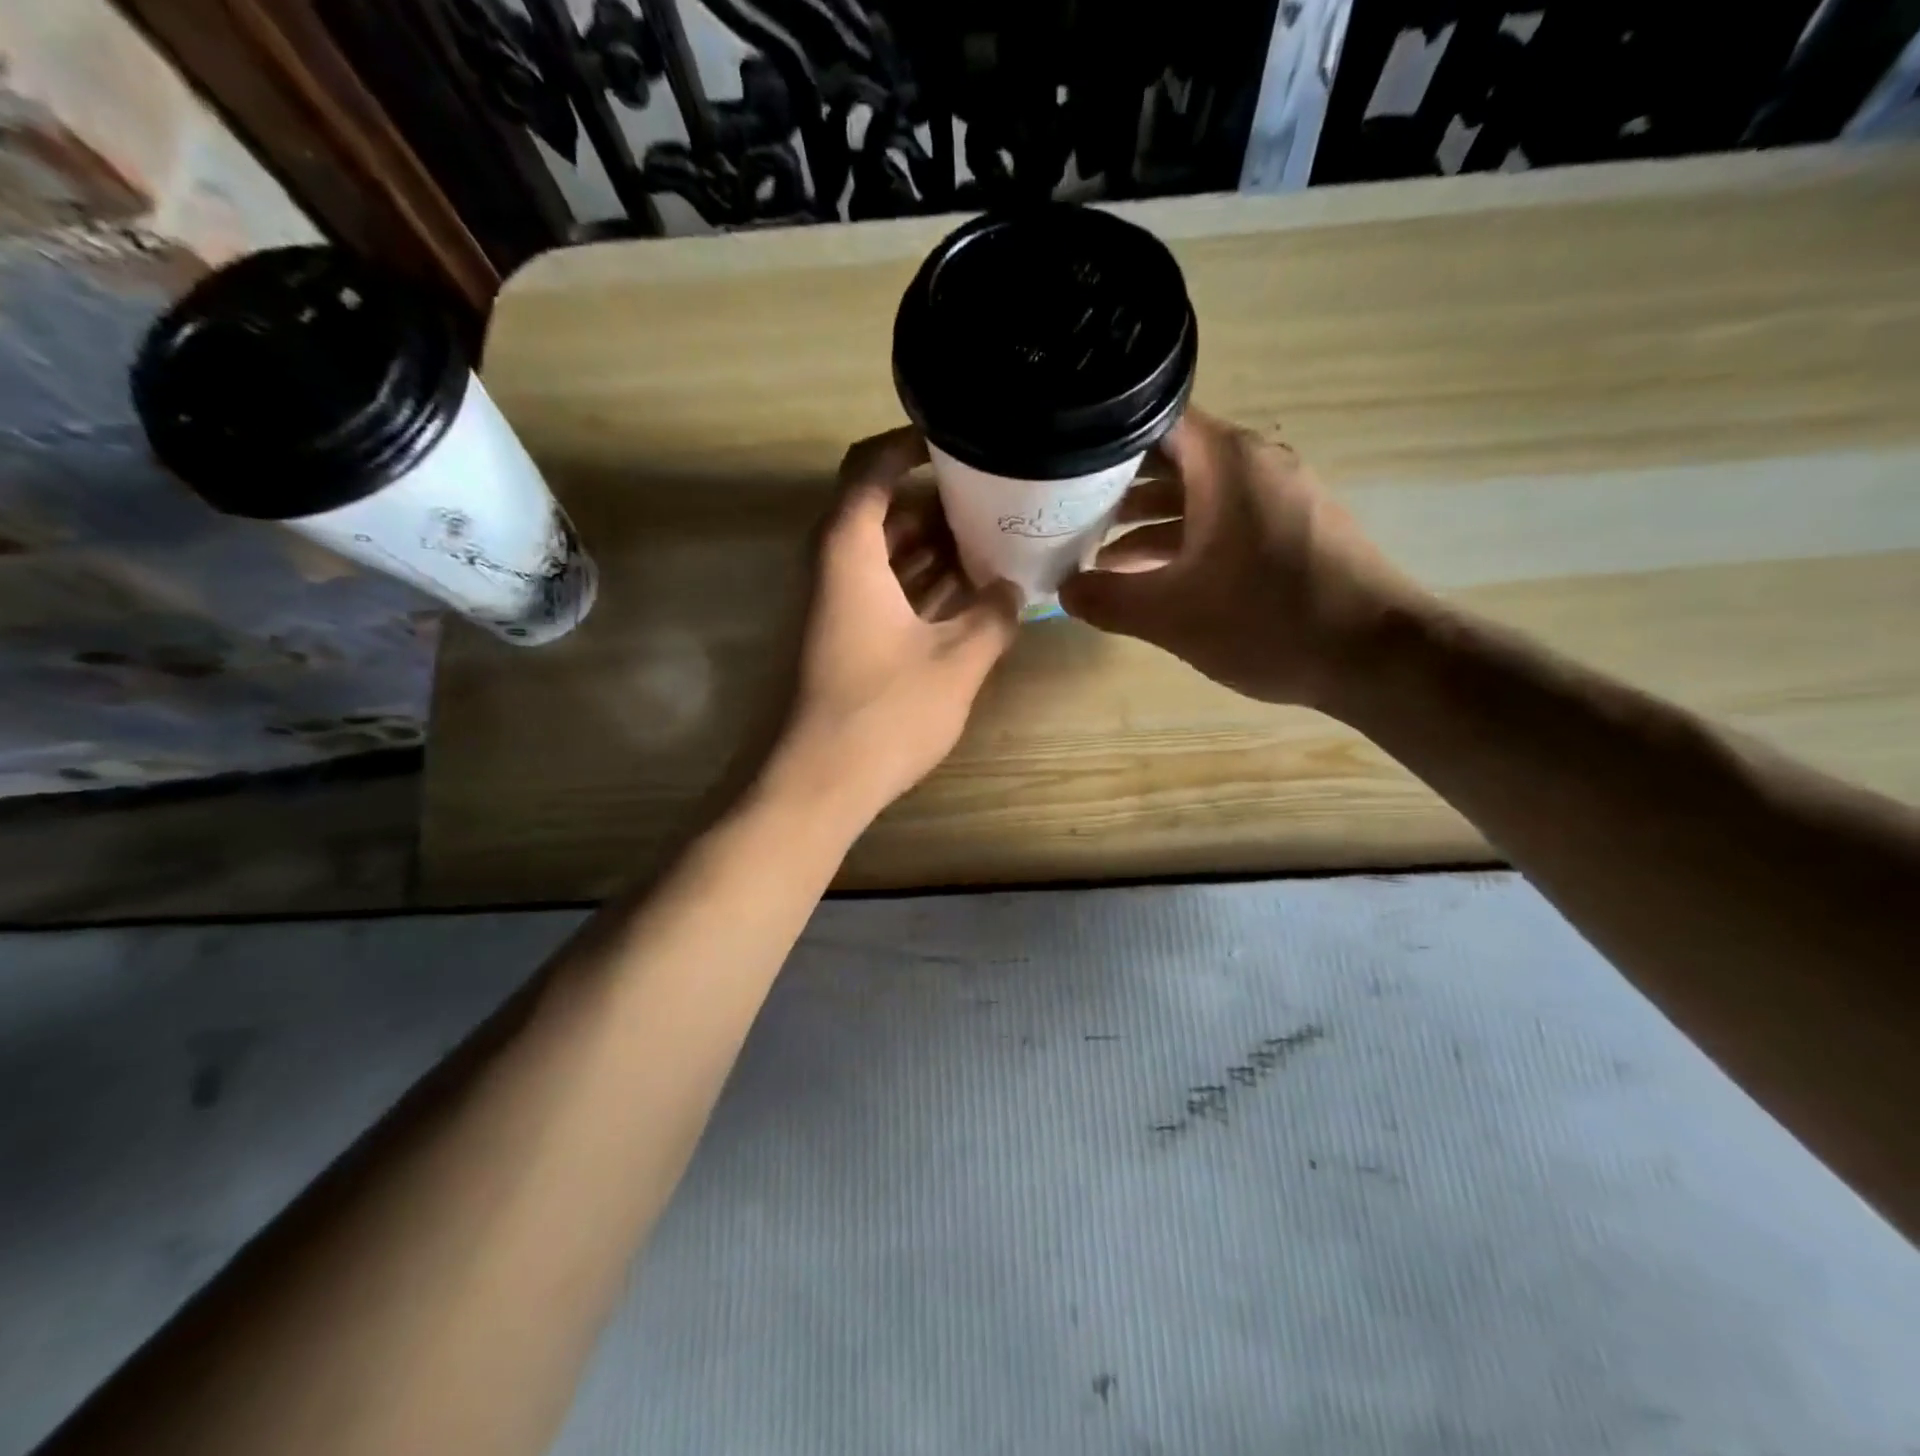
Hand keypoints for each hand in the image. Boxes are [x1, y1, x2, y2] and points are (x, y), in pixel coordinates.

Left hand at [767, 427, 1020, 827]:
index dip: (910, 444)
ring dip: (934, 545)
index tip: (959, 439)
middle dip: (937, 499)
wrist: (819, 782)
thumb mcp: (957, 661)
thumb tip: (1012, 590)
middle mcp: (835, 567)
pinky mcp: (844, 638)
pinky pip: (885, 590)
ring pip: (886, 553)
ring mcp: (837, 605)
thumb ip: (993, 617)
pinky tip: (969, 592)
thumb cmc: (885, 713)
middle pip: (881, 509)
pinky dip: (922, 584)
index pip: (870, 468)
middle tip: (994, 494)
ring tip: (993, 538)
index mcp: (849, 552)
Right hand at [1059, 408, 1421, 708]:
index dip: (1101, 440)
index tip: (1061, 465)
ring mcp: (1278, 495)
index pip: (1151, 420)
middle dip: (1116, 486)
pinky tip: (1153, 576)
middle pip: (1171, 457)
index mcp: (1227, 461)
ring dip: (1148, 520)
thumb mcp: (1170, 615)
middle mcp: (1255, 463)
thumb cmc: (1268, 621)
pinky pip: (1224, 518)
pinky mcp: (1292, 528)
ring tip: (1098, 553)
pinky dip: (1185, 538)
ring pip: (1197, 493)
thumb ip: (1108, 599)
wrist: (1376, 657)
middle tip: (1065, 512)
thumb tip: (1064, 590)